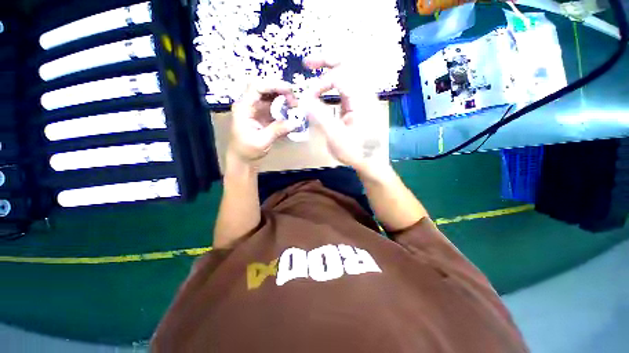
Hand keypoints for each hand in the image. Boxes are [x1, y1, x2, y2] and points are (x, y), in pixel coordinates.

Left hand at [228, 81, 297, 163]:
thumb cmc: (247, 149)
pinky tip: (291, 112)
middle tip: (294, 101)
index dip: (273, 85)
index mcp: (244, 107)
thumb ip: (277, 130)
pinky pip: (273, 106)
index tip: (289, 91)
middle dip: (281, 91)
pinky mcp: (262, 115)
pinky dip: (283, 107)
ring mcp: (256, 109)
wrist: (242, 157)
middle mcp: (249, 104)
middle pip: (264, 88)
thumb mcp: (262, 141)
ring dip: (283, 98)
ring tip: (295, 106)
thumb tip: (294, 123)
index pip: (257, 87)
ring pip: (270, 96)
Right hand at [302, 57, 388, 175]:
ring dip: (330, 68)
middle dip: (326, 61)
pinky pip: (346, 86)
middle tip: (307, 63)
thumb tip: (303, 100)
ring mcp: (363, 98)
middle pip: (348, 65)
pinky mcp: (359, 104)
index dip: (319, 85)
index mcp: (361, 99)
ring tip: (313, 68)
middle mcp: (365, 93)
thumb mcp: (335, 136)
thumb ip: (319, 116)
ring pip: (348, 73)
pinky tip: (324, 86)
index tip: (307, 100)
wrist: (371, 161)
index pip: (339, 77)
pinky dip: (333, 82)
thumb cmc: (355, 151)